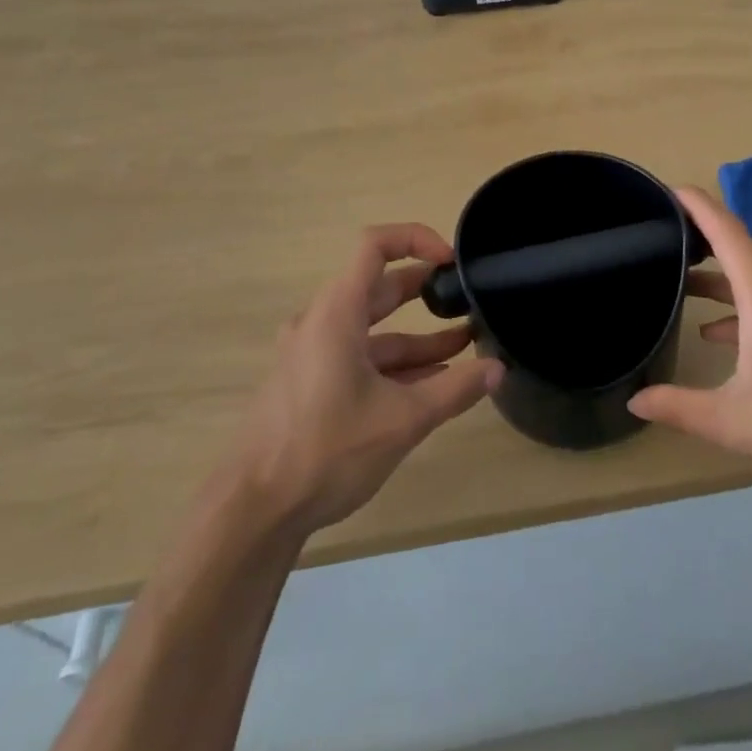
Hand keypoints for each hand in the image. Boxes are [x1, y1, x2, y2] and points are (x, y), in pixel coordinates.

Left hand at [221, 224, 502, 538]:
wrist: (253, 511)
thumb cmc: (326, 451)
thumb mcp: (403, 419)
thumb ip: (455, 389)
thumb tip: (498, 369)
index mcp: (337, 313)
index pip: (375, 245)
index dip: (417, 239)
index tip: (452, 261)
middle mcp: (321, 323)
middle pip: (378, 288)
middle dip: (425, 292)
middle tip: (466, 299)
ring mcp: (312, 355)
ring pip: (372, 331)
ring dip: (416, 337)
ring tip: (464, 346)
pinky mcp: (310, 384)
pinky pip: (359, 359)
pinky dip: (394, 365)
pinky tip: (431, 384)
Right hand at [628, 187, 751, 491]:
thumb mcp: (733, 422)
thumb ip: (679, 407)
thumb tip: (635, 399)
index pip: (727, 233)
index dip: (697, 206)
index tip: (667, 190)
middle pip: (740, 247)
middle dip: (700, 235)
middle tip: (660, 233)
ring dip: (718, 273)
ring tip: (680, 279)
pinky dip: (739, 302)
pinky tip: (717, 332)